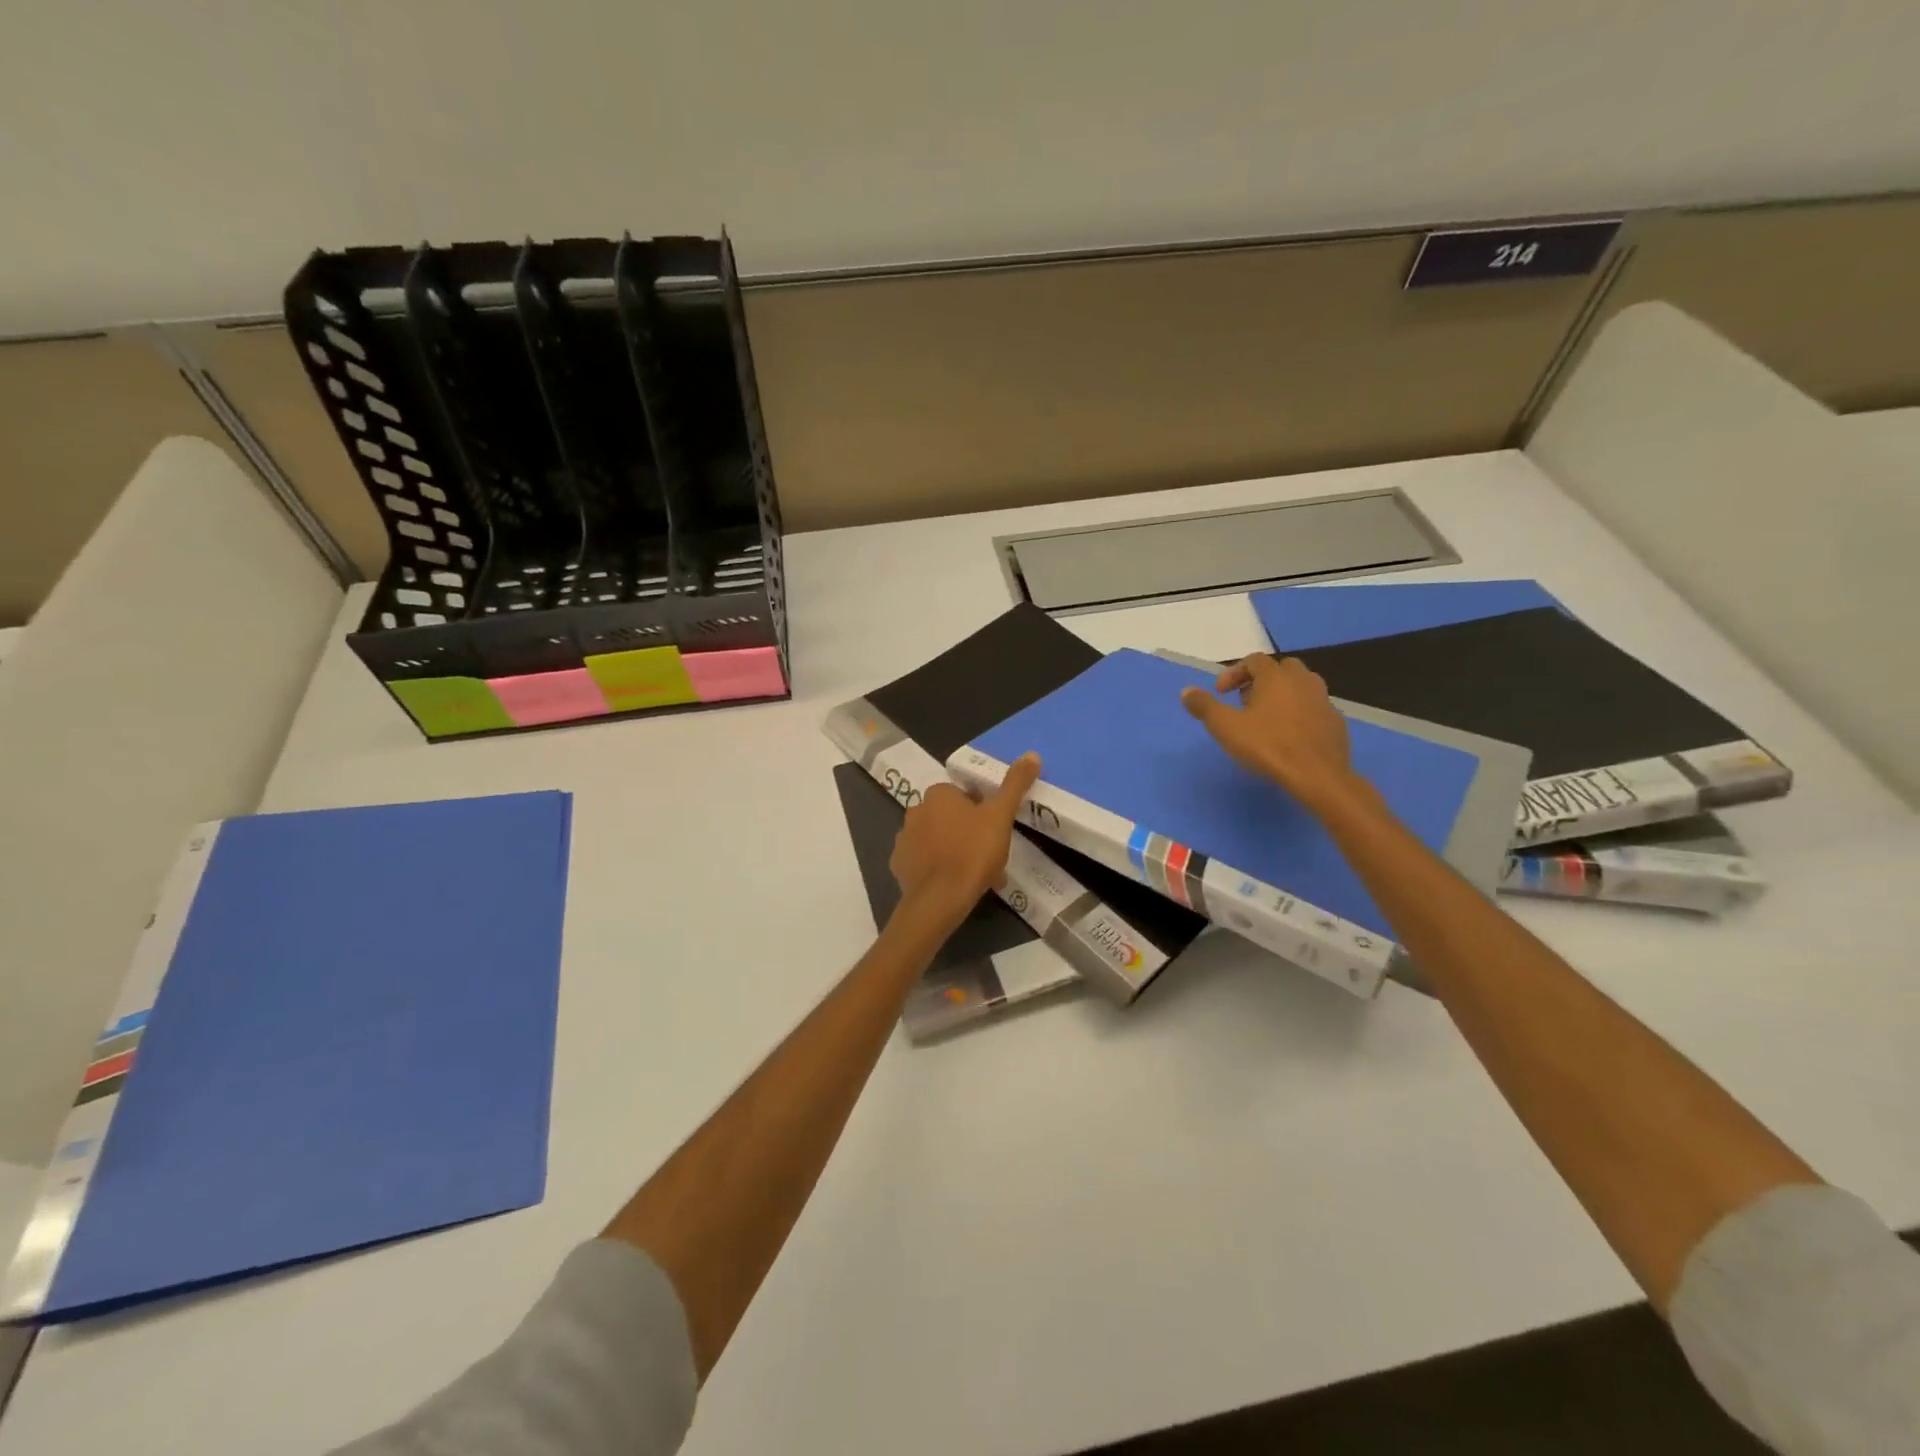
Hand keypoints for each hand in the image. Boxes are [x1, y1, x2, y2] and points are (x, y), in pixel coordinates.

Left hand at [889, 753, 1042, 932]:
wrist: (940, 898)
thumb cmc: (973, 852)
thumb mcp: (1000, 815)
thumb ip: (1014, 784)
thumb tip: (1032, 754)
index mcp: (938, 794)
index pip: (963, 794)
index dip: (982, 810)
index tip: (995, 830)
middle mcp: (915, 810)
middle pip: (949, 817)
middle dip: (968, 832)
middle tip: (989, 854)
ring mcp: (903, 839)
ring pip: (936, 840)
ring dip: (953, 850)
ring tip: (976, 874)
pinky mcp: (898, 865)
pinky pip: (922, 862)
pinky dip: (936, 869)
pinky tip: (953, 884)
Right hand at [1181, 655, 1363, 814]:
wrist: (1318, 776)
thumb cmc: (1268, 746)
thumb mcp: (1226, 727)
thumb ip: (1205, 706)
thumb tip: (1186, 691)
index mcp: (1276, 677)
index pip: (1254, 660)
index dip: (1234, 673)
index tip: (1220, 693)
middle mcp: (1303, 681)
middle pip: (1281, 669)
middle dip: (1260, 681)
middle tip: (1245, 701)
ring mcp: (1324, 700)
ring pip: (1301, 687)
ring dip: (1282, 695)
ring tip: (1267, 718)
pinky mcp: (1336, 722)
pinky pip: (1313, 708)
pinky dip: (1299, 713)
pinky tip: (1289, 735)